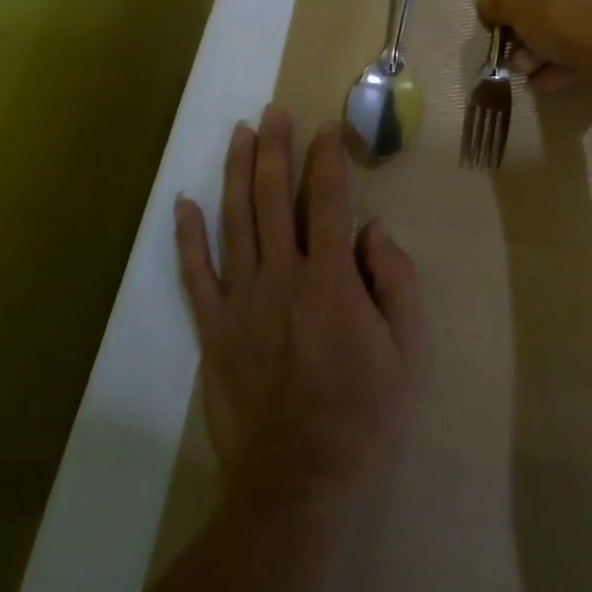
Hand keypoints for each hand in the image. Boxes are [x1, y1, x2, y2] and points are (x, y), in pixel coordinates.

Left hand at [175, 106, 423, 511]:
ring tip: (240, 134)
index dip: (328, 159)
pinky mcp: (213, 328)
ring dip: (237, 173)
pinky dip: (188, 236)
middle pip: (275, 198)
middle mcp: (282, 276)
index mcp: (331, 279)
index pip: (329, 201)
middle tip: (274, 112)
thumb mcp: (407, 349)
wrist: (299, 479)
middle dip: (275, 149)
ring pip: (236, 221)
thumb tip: (374, 231)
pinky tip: (184, 203)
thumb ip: (395, 281)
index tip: (327, 128)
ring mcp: (241, 300)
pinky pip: (194, 274)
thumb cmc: (363, 413)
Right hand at [477, 0, 591, 92]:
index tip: (514, 23)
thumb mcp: (515, 6)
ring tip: (534, 77)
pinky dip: (579, 56)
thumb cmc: (566, 11)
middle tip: (521, 57)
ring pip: (584, 18)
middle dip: (538, 31)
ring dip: (554, 48)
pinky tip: (554, 81)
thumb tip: (487, 5)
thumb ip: (497, 3)